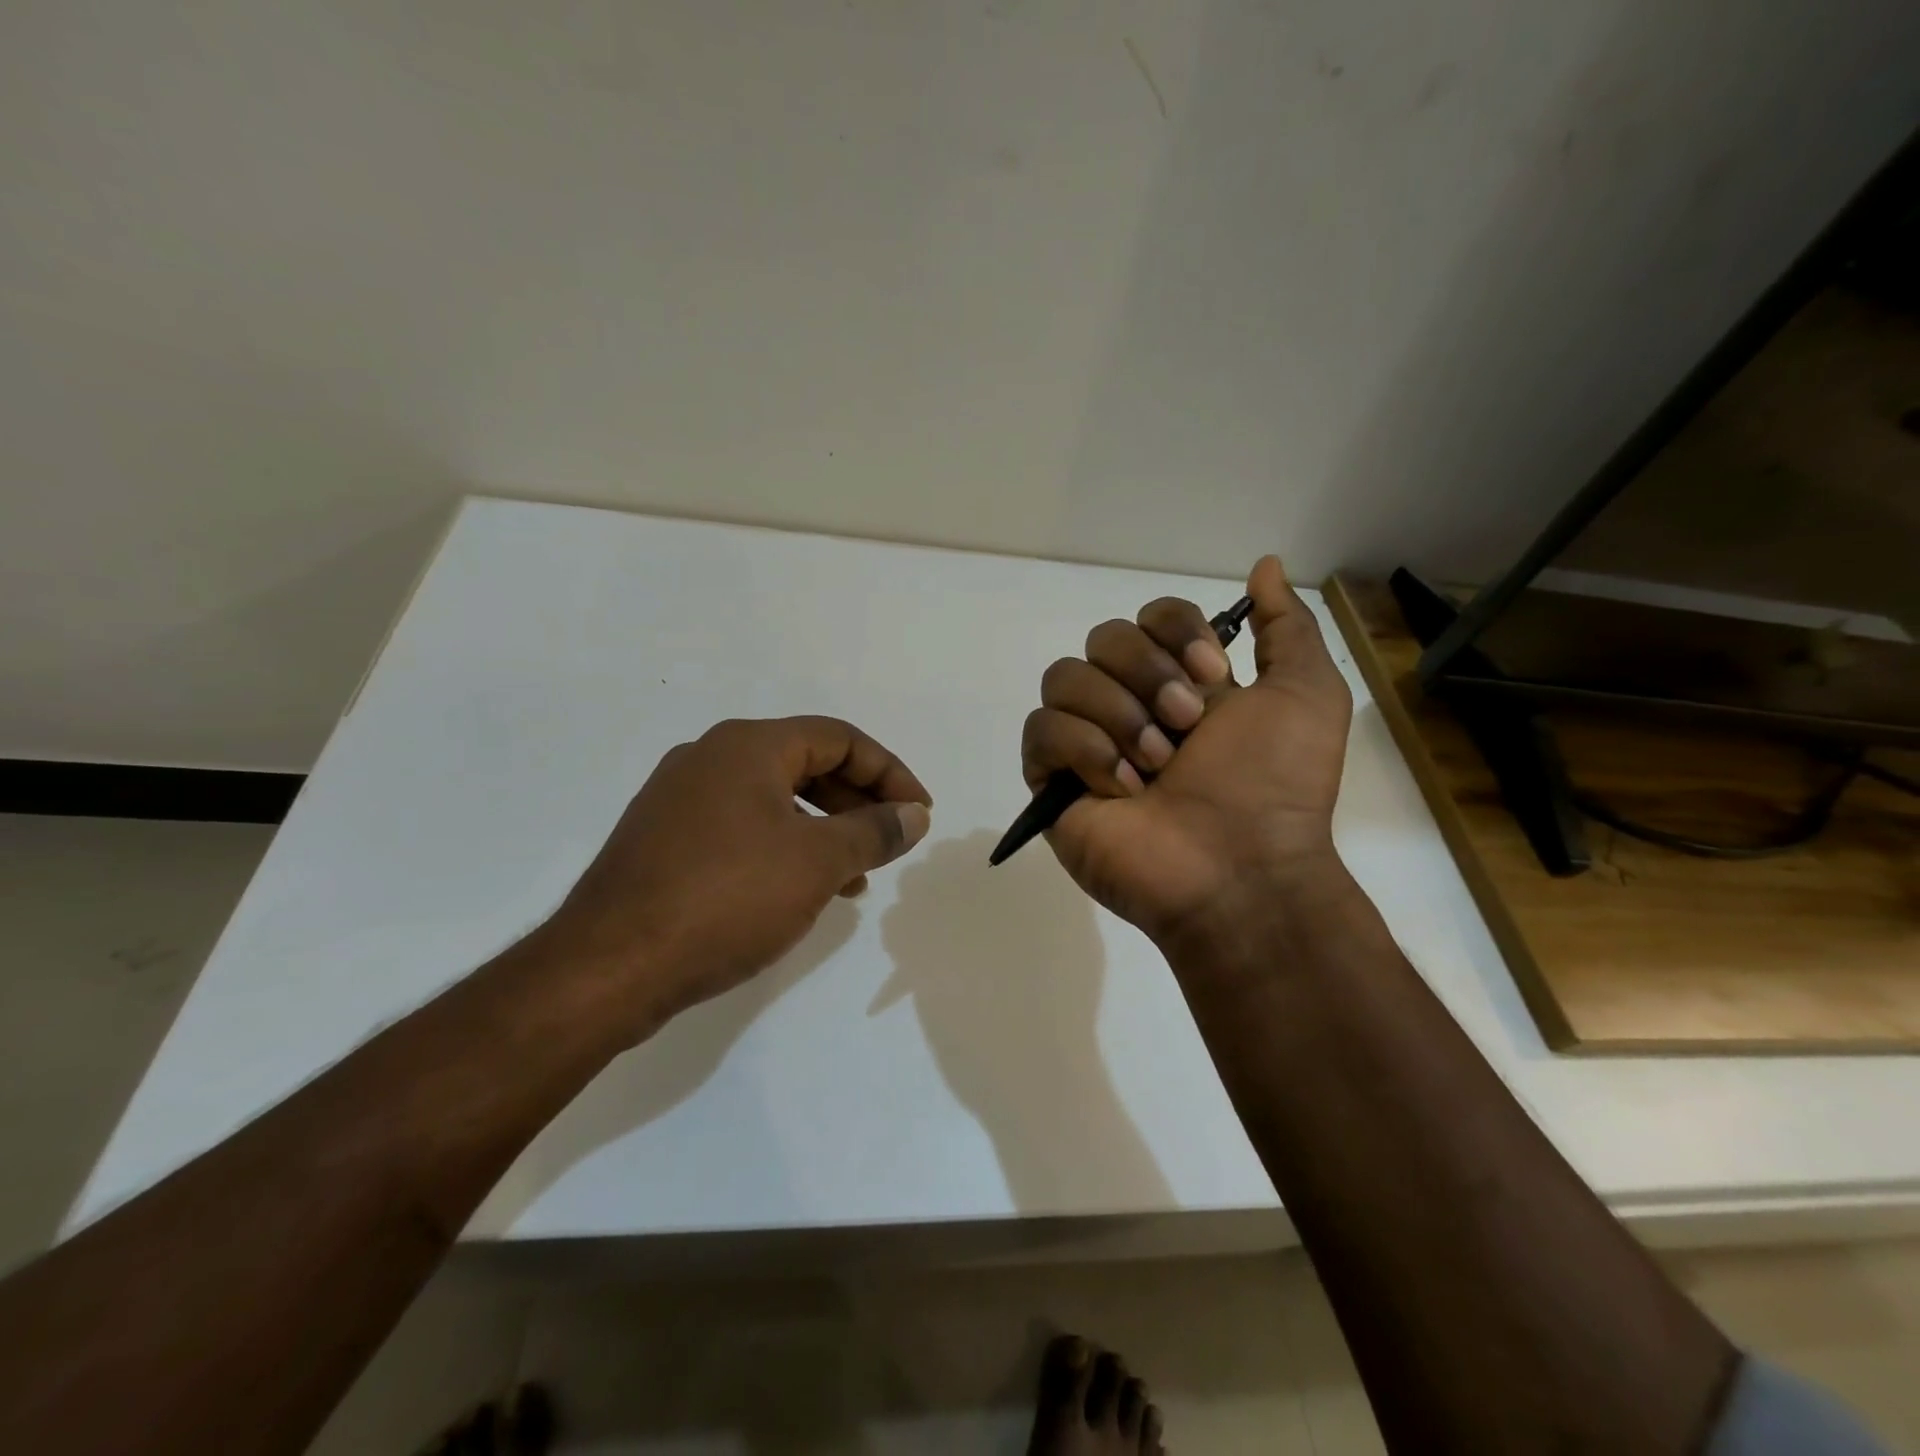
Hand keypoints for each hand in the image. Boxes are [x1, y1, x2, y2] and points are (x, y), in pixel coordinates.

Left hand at [534, 716, 932, 1039]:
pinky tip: (799, 889)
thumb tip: (914, 814)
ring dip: (824, 829)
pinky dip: (783, 847)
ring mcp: (680, 798)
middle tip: (890, 842)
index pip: (839, 739)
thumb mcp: (817, 863)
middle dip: (858, 802)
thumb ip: (874, 832)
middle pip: (806, 764)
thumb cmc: (726, 899)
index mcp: (748, 745)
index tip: (919, 814)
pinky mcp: (664, 839)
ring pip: (774, 799)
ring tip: (855, 877)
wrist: (608, 967)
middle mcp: (711, 757)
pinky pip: (742, 827)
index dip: (890, 773)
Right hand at [1021, 556, 1351, 950]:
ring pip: (1063, 677)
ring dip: (1118, 716)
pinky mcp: (1053, 781)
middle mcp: (1129, 703)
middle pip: (1103, 638)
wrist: (1241, 869)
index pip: (1149, 616)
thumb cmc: (1276, 784)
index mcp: (1180, 682)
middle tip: (1186, 726)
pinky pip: (1041, 731)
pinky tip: (1123, 790)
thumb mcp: (1306, 694)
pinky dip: (1084, 751)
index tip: (1212, 674)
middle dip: (1146, 675)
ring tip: (1156, 767)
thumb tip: (1266, 564)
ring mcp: (1087, 742)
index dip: (1174, 631)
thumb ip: (1286, 627)